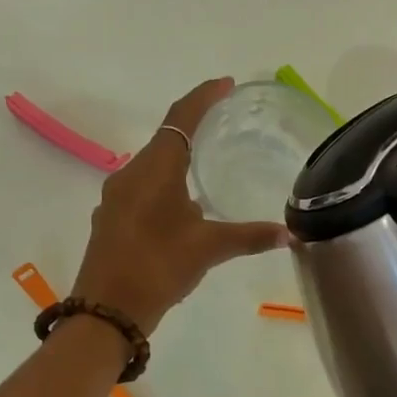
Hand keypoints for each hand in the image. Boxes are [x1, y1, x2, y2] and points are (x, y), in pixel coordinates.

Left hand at [73, 79, 288, 333]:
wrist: (106, 311)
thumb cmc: (158, 268)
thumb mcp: (208, 249)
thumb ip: (249, 237)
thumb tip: (290, 234)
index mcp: (154, 169)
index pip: (181, 117)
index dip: (204, 96)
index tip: (226, 84)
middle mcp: (129, 175)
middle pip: (165, 140)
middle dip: (194, 131)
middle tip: (225, 128)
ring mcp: (115, 199)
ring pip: (152, 169)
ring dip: (178, 164)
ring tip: (208, 171)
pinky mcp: (111, 221)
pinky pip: (142, 191)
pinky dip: (165, 189)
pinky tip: (183, 212)